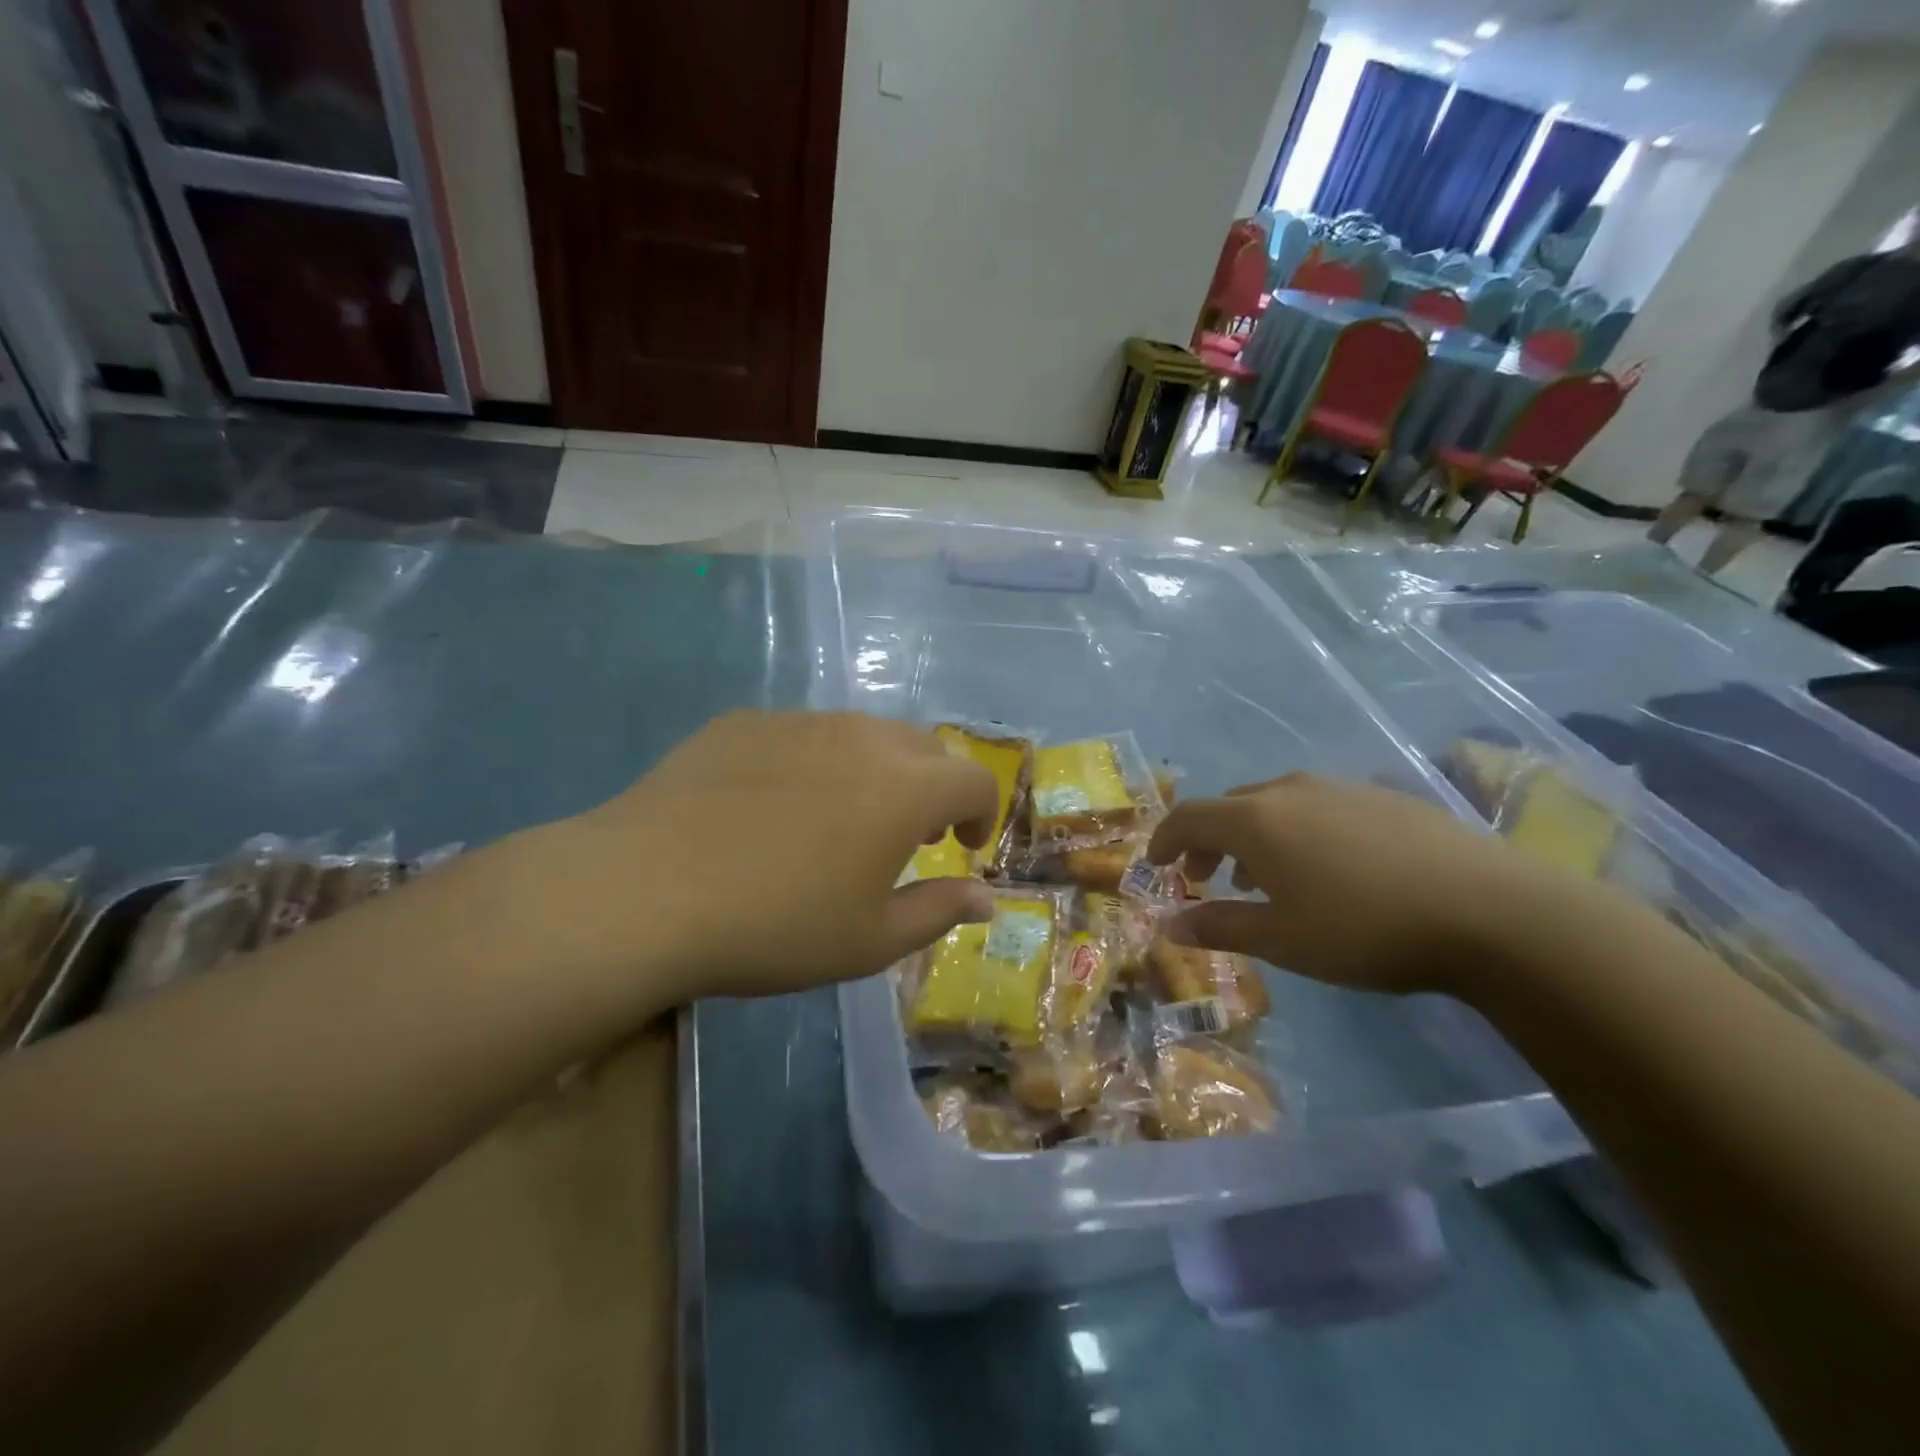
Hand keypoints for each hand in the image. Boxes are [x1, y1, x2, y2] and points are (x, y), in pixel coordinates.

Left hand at [502, 712, 998, 1009]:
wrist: (645, 891)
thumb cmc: (774, 927)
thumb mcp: (869, 941)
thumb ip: (939, 911)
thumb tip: (986, 898)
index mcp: (904, 788)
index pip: (974, 779)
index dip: (982, 813)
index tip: (964, 846)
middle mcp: (861, 737)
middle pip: (924, 748)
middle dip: (934, 788)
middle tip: (909, 836)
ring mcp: (799, 722)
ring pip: (863, 734)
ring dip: (876, 771)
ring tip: (843, 818)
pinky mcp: (744, 722)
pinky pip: (803, 734)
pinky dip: (816, 763)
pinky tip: (775, 806)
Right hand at [1146, 773, 1572, 994]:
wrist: (1492, 911)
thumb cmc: (1366, 929)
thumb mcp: (1283, 940)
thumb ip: (1220, 927)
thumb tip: (1170, 926)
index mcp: (1256, 820)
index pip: (1188, 817)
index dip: (1164, 840)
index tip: (1156, 866)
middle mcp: (1290, 791)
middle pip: (1229, 806)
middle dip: (1208, 842)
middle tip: (1207, 880)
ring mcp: (1340, 788)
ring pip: (1274, 804)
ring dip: (1253, 837)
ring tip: (1264, 879)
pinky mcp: (1383, 797)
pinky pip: (1317, 807)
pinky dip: (1297, 832)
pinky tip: (1327, 869)